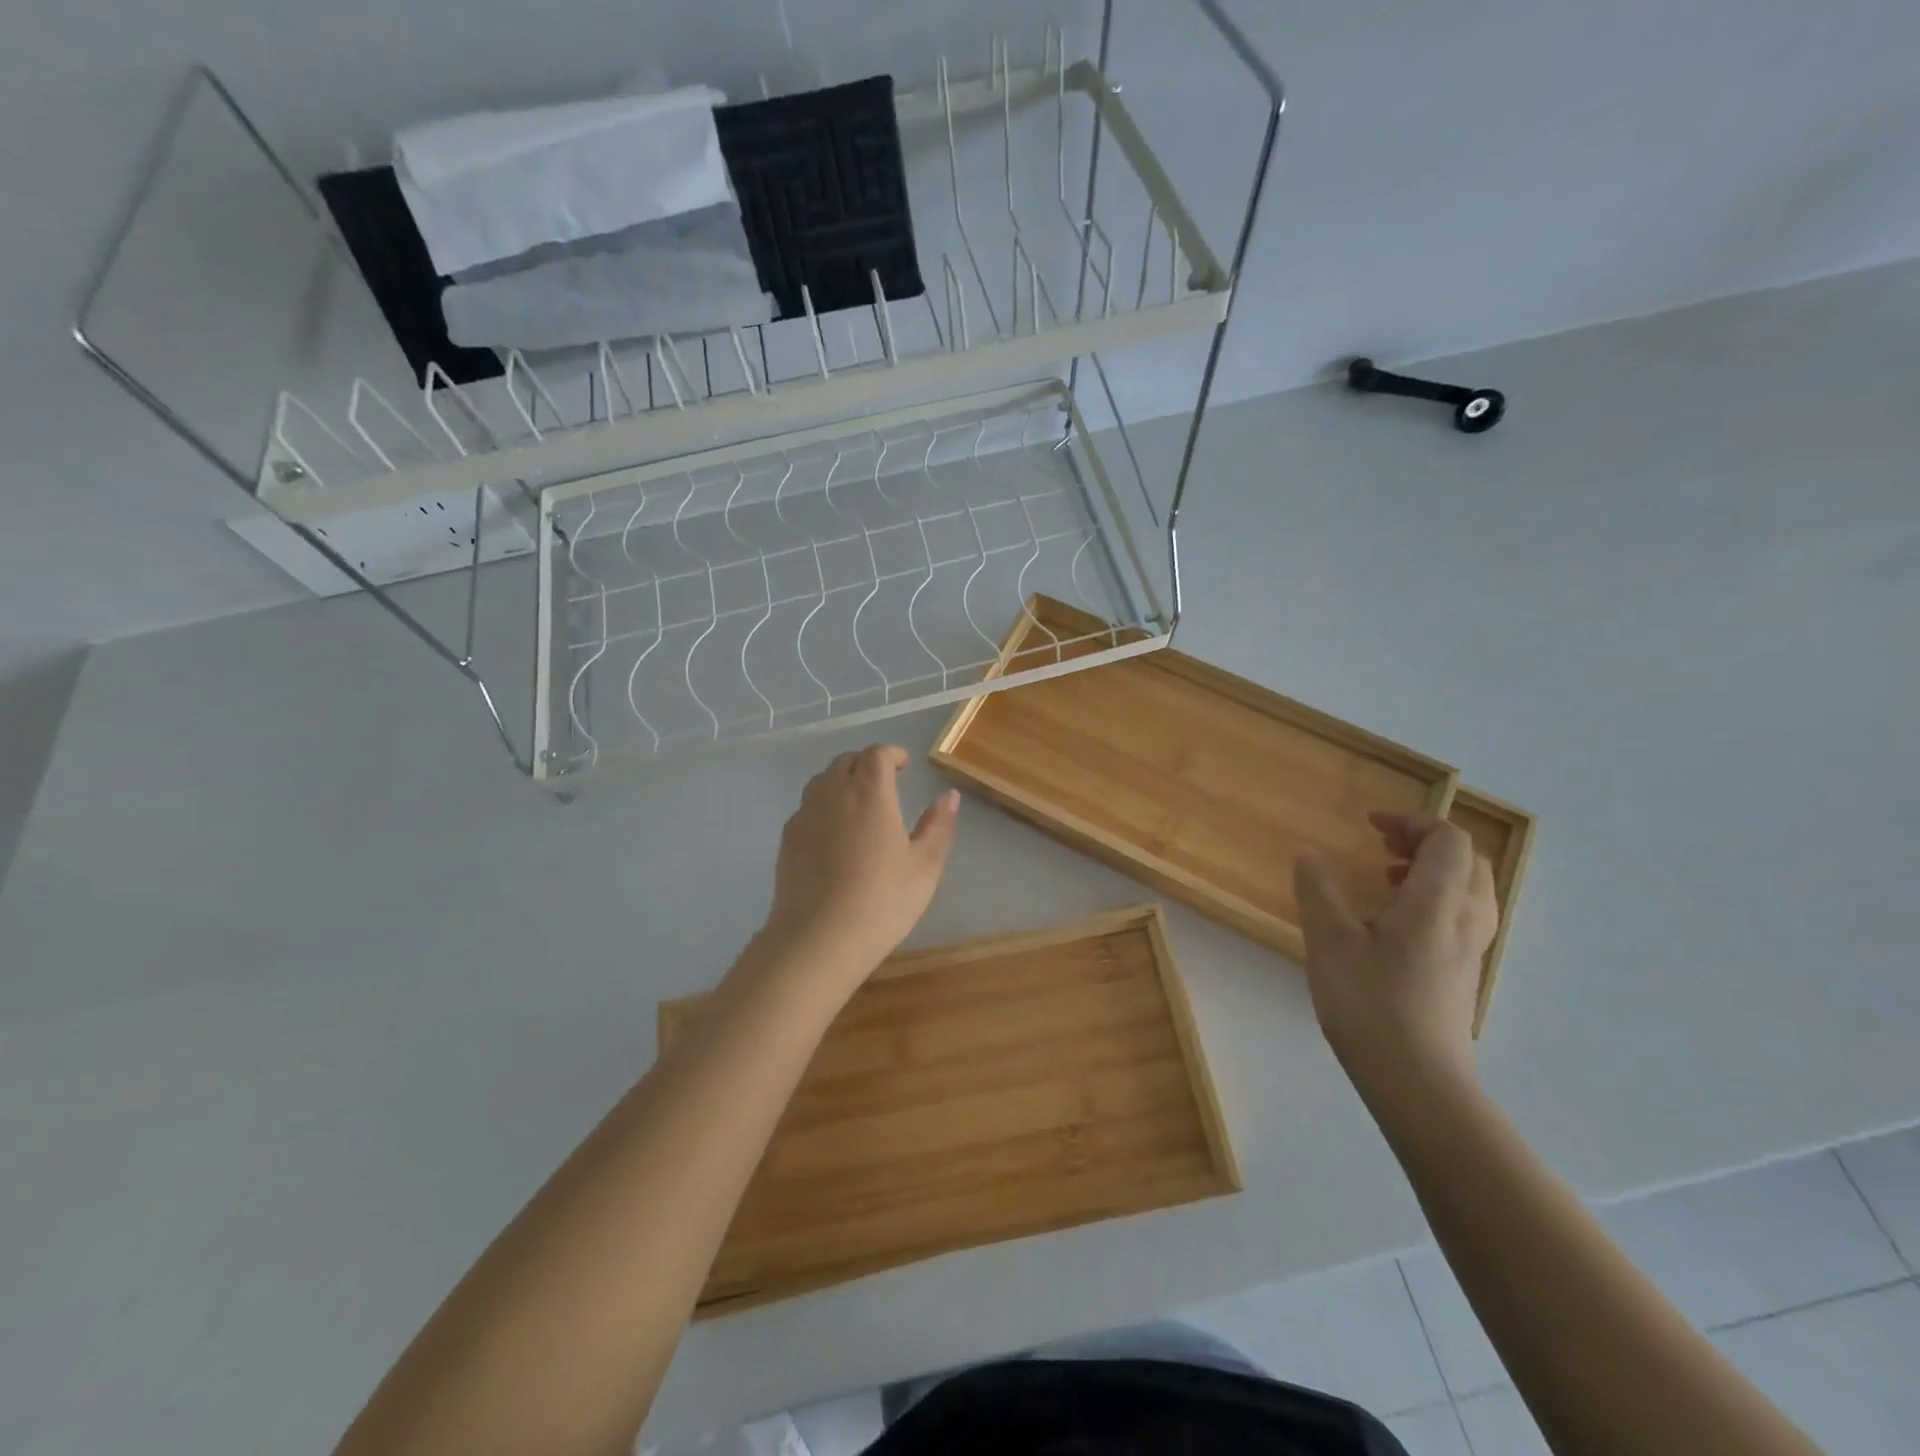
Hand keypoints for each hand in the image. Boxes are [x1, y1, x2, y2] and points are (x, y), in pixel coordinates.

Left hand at [761, 745, 959, 977]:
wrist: (818, 938)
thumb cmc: (881, 901)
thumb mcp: (924, 866)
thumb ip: (938, 826)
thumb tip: (949, 795)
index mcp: (870, 793)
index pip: (877, 754)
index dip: (892, 753)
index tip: (904, 764)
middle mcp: (833, 793)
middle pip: (846, 761)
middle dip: (866, 763)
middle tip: (884, 780)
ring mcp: (805, 815)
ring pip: (821, 781)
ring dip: (841, 780)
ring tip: (857, 801)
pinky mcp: (787, 839)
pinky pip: (806, 807)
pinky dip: (822, 805)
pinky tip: (832, 832)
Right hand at [1293, 812, 1498, 1100]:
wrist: (1418, 1082)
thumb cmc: (1371, 1005)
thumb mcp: (1330, 942)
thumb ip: (1319, 891)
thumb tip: (1310, 855)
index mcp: (1437, 903)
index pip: (1448, 839)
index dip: (1412, 821)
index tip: (1370, 824)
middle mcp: (1466, 919)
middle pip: (1469, 860)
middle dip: (1426, 842)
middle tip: (1382, 846)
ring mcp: (1471, 950)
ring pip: (1471, 890)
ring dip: (1434, 870)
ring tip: (1389, 878)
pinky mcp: (1464, 974)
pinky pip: (1463, 916)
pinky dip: (1436, 899)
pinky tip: (1395, 923)